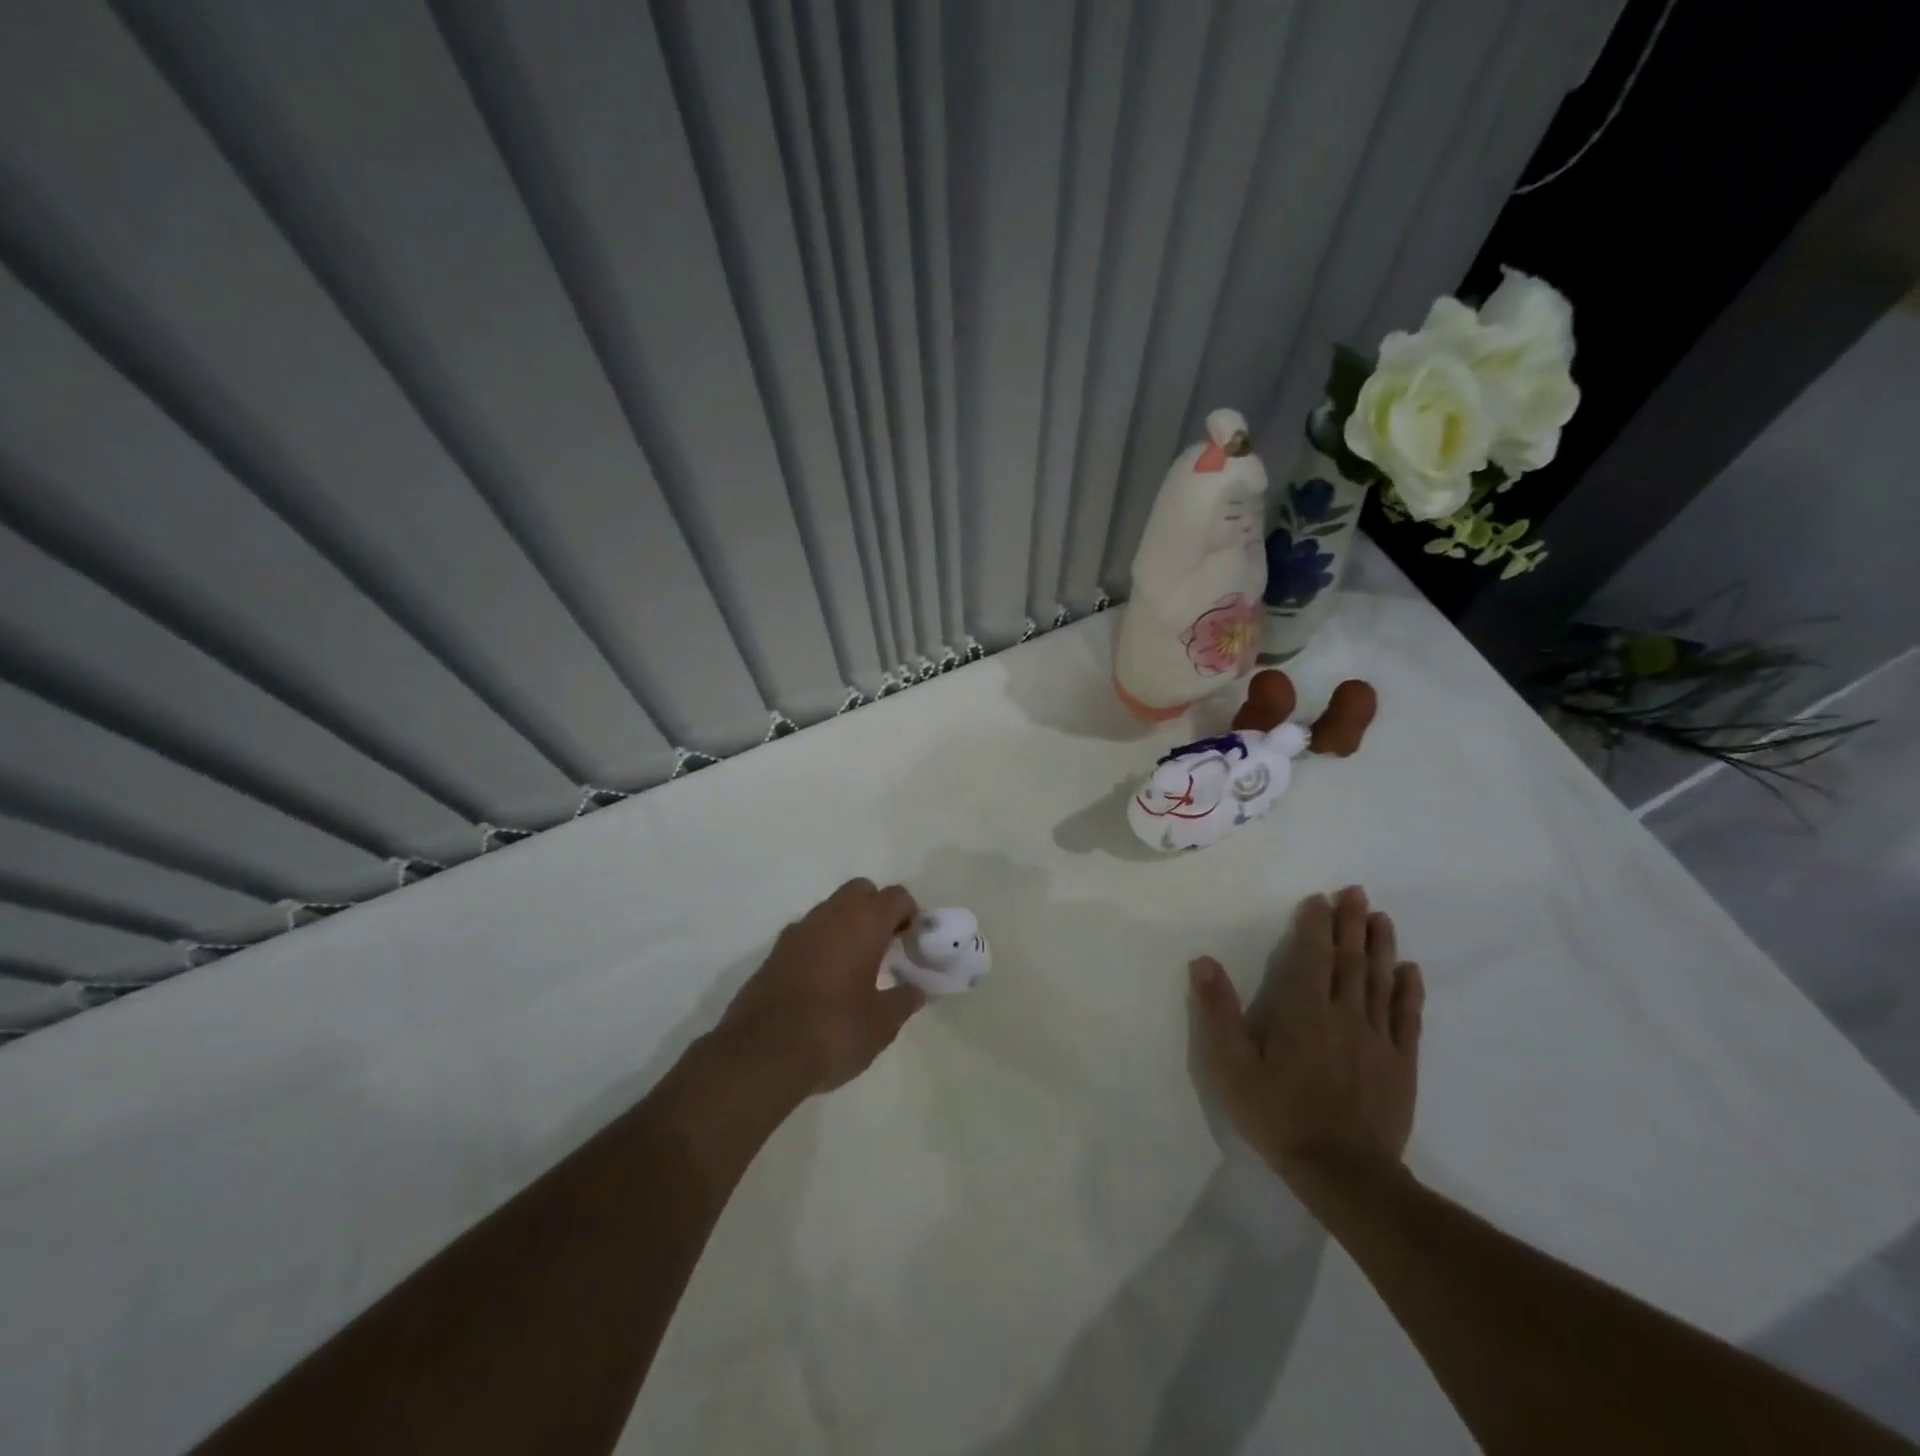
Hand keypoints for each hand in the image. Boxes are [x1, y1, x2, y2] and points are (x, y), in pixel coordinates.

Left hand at [718, 878, 925, 1095]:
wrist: (761, 1054)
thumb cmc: (834, 1031)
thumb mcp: (882, 1024)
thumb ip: (903, 1000)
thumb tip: (915, 990)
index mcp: (864, 924)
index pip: (896, 896)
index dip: (909, 915)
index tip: (911, 944)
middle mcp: (831, 915)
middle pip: (861, 891)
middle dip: (876, 909)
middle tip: (884, 946)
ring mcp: (798, 930)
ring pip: (831, 909)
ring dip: (847, 925)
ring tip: (855, 966)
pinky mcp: (774, 951)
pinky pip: (807, 933)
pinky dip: (821, 943)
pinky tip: (823, 980)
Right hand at [1189, 887, 1424, 1188]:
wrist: (1343, 1173)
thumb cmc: (1279, 1115)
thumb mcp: (1230, 1066)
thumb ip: (1217, 1012)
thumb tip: (1203, 961)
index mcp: (1303, 1010)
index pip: (1312, 956)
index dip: (1316, 925)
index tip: (1320, 898)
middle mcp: (1344, 1014)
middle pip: (1350, 960)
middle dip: (1352, 923)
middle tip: (1357, 892)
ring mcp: (1378, 1039)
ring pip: (1380, 981)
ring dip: (1381, 947)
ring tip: (1382, 918)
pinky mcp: (1401, 1065)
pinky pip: (1408, 1019)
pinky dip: (1409, 992)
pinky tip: (1410, 972)